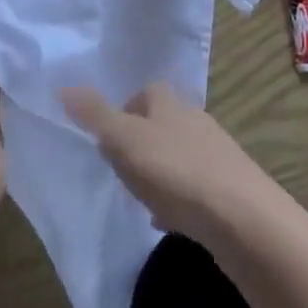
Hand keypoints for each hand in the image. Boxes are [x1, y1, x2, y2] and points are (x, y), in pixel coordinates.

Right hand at [61, 83, 284, 251]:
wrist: (243, 219)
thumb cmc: (175, 170)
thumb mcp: (124, 140)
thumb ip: (94, 115)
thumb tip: (64, 86)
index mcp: (169, 101)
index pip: (143, 93)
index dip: (123, 112)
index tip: (107, 140)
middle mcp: (195, 118)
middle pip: (161, 124)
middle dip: (141, 144)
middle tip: (121, 171)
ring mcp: (217, 153)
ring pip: (179, 156)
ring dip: (161, 173)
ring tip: (143, 200)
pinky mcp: (231, 188)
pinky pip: (196, 187)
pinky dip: (180, 199)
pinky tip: (171, 221)